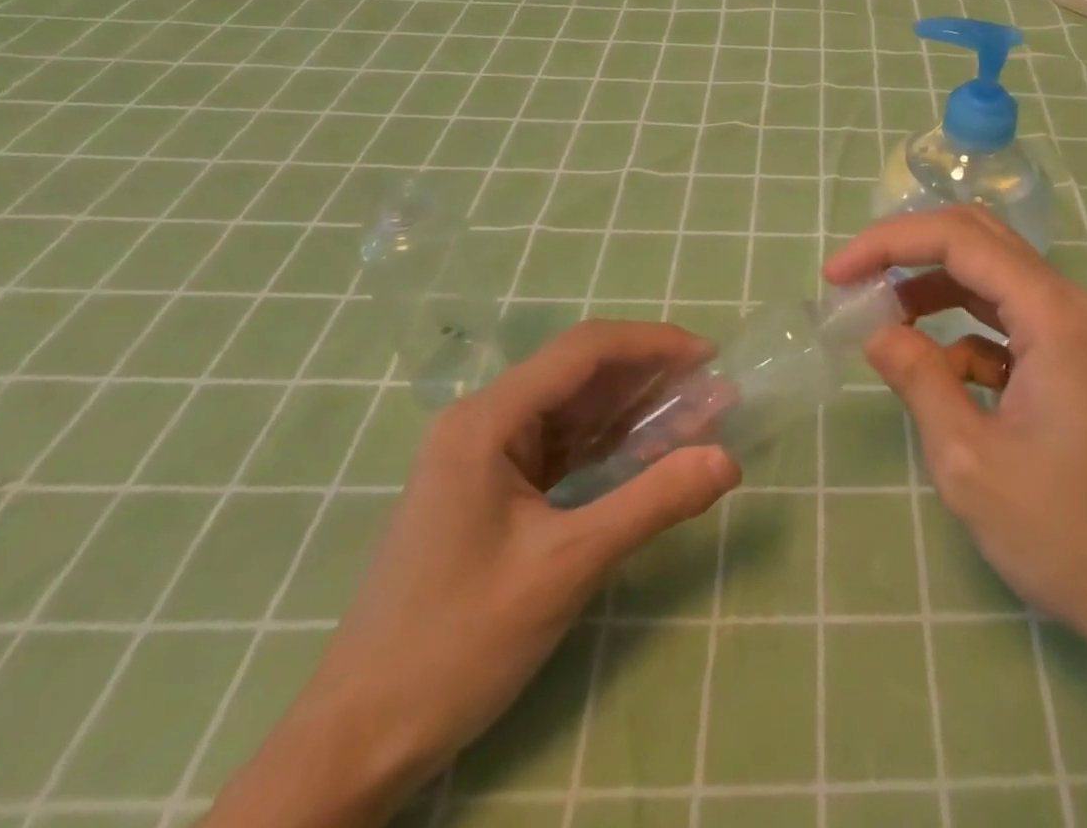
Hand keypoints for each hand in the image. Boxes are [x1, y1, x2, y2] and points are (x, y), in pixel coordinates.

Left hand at [203, 321, 740, 827]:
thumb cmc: (456, 643)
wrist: (356, 742)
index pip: (584, 351)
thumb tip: (729, 459)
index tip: (710, 358)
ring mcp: (485, 455)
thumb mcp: (566, 568)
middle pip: (580, 374)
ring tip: (696, 418)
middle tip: (714, 394)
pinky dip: (609, 444)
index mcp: (488, 421)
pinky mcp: (492, 487)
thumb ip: (652, 503)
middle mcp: (484, 422)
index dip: (653, 344)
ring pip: (574, 409)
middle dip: (650, 377)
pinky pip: (562, 446)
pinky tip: (648, 452)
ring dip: (634, 410)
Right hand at [825, 208, 1086, 658]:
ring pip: (993, 279)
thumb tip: (877, 332)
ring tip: (882, 318)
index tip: (836, 275)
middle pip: (980, 240)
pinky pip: (1009, 323)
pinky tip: (941, 375)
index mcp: (1053, 313)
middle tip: (855, 280)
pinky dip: (965, 333)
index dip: (889, 243)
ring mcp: (1078, 334)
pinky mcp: (1076, 364)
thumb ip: (919, 380)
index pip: (959, 238)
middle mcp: (1070, 306)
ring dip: (934, 287)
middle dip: (910, 250)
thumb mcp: (971, 461)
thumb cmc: (1069, 534)